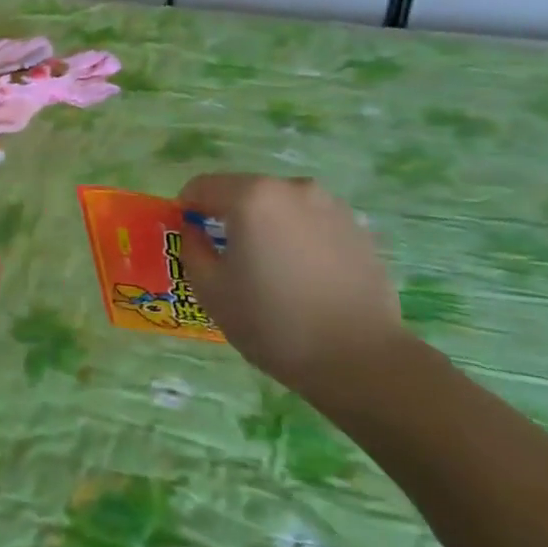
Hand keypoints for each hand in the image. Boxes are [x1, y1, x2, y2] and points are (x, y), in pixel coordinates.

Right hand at [179, 173, 403, 393]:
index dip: (187, 209)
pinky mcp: (358, 229)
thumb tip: (195, 232)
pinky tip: (305, 278)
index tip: (188, 237)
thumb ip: (192, 250)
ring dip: (267, 226)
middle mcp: (292, 188)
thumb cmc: (273, 323)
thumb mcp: (211, 291)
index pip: (202, 186)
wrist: (360, 360)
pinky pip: (312, 224)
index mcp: (251, 196)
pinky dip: (299, 239)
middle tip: (228, 258)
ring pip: (281, 207)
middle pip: (244, 192)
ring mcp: (331, 205)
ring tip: (272, 270)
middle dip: (229, 217)